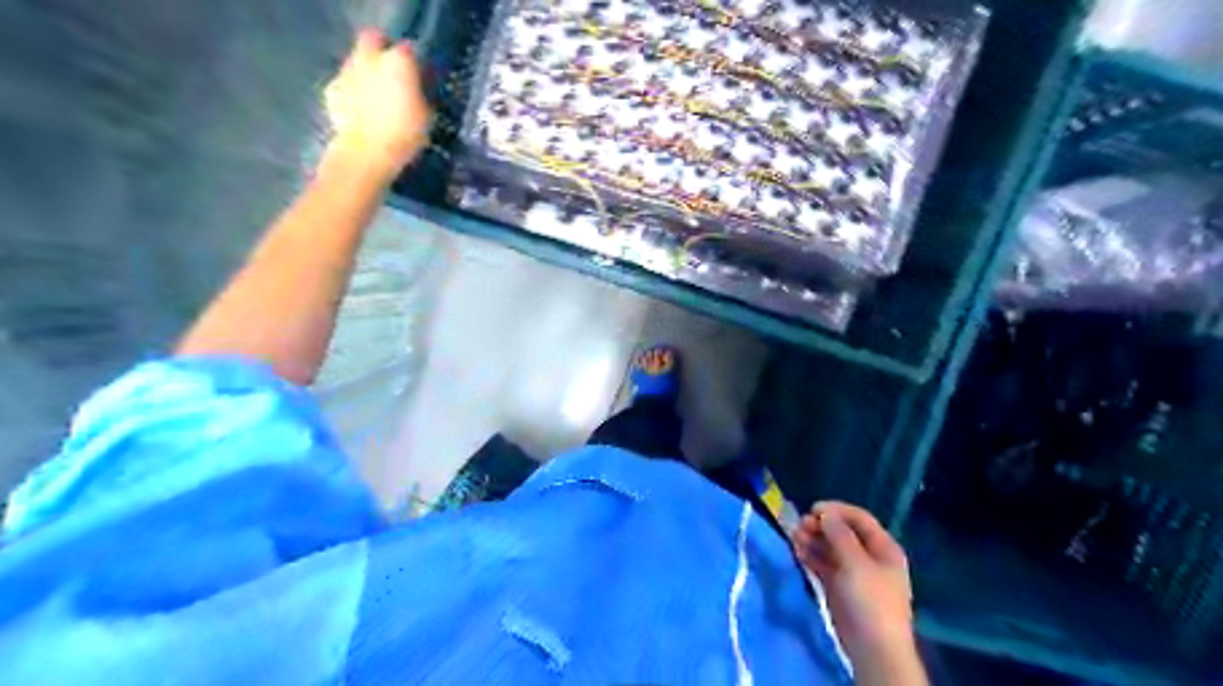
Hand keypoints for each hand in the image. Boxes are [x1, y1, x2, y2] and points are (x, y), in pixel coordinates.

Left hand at [323, 30, 429, 178]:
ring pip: (357, 61)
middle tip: (391, 73)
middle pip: (373, 40)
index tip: (418, 76)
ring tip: (375, 96)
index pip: (408, 50)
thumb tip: (415, 89)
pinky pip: (344, 84)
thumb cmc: (405, 134)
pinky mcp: (332, 89)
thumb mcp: (426, 116)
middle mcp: (369, 57)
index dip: (413, 63)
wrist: (367, 152)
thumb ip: (419, 94)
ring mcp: (347, 71)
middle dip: (381, 51)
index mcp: (398, 61)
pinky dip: (351, 92)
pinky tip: (359, 111)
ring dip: (365, 72)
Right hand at [795, 505, 915, 663]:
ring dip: (812, 540)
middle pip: (843, 533)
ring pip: (830, 549)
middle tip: (799, 525)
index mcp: (883, 548)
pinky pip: (823, 565)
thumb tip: (826, 513)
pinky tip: (797, 551)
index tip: (812, 509)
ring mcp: (854, 573)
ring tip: (793, 537)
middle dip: (821, 526)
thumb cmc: (870, 600)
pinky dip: (811, 557)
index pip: (860, 518)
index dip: (837, 510)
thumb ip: (839, 534)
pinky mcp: (840, 588)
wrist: (873, 648)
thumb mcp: (856, 562)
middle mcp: (870, 557)